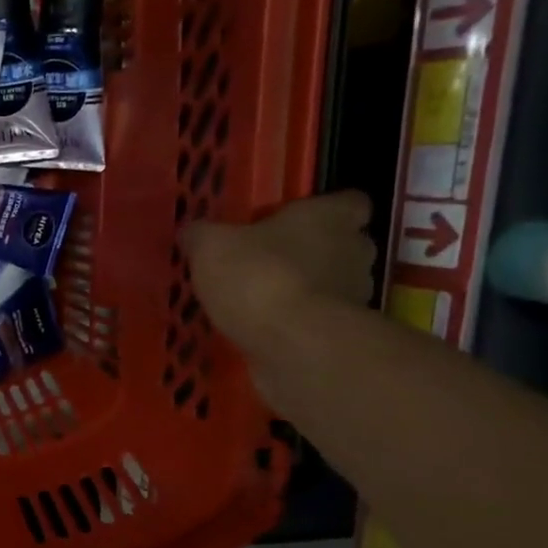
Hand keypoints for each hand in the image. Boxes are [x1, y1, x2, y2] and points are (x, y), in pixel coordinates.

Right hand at [182, 192, 376, 357]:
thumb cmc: (259, 276)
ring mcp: (354, 296)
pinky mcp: (342, 335)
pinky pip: (320, 321)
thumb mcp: (211, 247)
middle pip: (345, 245)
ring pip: (335, 285)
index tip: (299, 220)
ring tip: (267, 301)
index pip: (351, 202)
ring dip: (309, 290)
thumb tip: (193, 232)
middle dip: (317, 252)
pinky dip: (301, 324)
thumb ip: (202, 235)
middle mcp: (354, 251)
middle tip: (275, 260)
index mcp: (330, 217)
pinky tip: (268, 331)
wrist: (292, 345)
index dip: (328, 210)